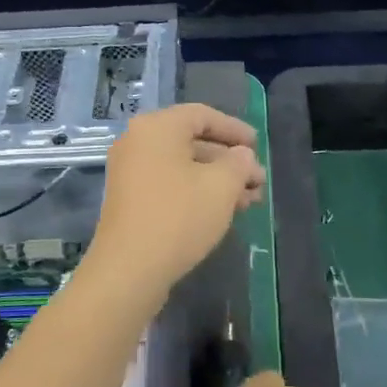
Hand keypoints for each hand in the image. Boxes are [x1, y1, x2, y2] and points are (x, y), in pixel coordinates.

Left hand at [88, 103, 264, 293]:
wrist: (129, 270)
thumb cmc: (178, 217)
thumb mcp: (221, 186)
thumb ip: (239, 163)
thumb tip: (241, 155)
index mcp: (157, 127)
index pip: (202, 116)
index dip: (234, 129)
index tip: (258, 146)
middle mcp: (138, 142)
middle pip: (192, 142)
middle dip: (229, 161)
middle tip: (258, 181)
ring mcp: (130, 172)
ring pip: (183, 167)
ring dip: (217, 180)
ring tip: (250, 200)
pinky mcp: (130, 200)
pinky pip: (169, 184)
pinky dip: (196, 192)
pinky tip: (223, 211)